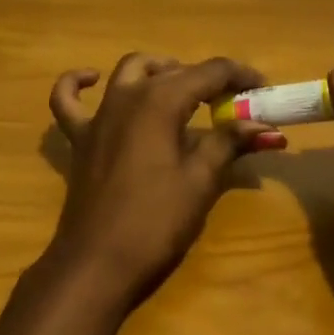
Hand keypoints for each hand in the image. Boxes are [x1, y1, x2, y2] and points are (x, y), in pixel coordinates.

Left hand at [47, 53, 282, 305]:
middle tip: (235, 104)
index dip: (241, 76)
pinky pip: (68, 100)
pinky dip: (78, 83)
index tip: (265, 90)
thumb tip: (265, 126)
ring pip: (128, 73)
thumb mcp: (200, 182)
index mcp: (160, 101)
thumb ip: (229, 143)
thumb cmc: (155, 223)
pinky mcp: (80, 139)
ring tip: (183, 90)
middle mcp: (126, 96)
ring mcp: (98, 116)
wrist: (98, 263)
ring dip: (158, 71)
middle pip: (173, 72)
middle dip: (208, 80)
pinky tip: (92, 79)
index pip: (209, 72)